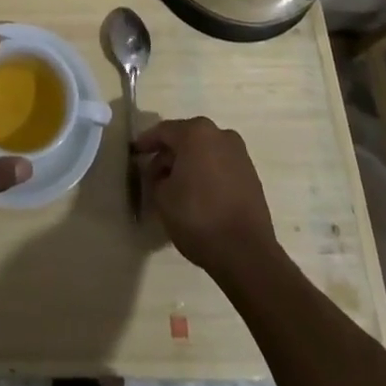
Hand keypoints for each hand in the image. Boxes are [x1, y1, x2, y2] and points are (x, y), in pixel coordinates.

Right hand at [135, 117, 278, 280]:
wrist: (247, 254)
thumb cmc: (198, 218)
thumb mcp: (162, 197)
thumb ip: (156, 178)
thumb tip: (161, 174)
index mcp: (196, 133)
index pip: (163, 131)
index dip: (146, 142)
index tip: (134, 152)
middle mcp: (220, 135)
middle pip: (186, 139)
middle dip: (168, 155)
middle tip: (153, 174)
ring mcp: (239, 154)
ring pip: (204, 152)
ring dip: (188, 164)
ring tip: (175, 187)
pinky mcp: (251, 175)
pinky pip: (220, 166)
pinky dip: (206, 174)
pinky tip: (197, 195)